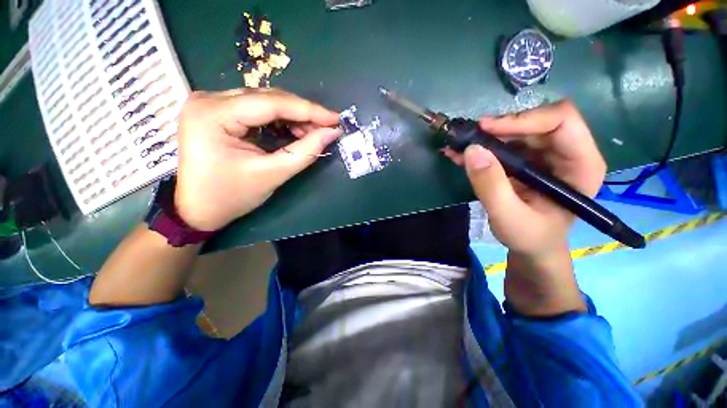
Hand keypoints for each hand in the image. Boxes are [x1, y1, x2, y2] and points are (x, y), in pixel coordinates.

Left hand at [174, 88, 340, 230]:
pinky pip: (257, 109)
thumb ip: (305, 152)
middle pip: (268, 98)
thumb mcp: (272, 174)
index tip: (335, 119)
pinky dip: (279, 120)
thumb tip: (332, 133)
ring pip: (265, 102)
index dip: (309, 110)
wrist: (199, 209)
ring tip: (311, 134)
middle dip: (302, 114)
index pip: (271, 103)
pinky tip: (293, 132)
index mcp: (213, 115)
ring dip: (292, 117)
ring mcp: (210, 103)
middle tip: (326, 129)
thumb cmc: (231, 196)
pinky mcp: (217, 111)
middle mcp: (208, 99)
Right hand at [445, 100, 605, 314]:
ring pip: (516, 131)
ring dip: (485, 138)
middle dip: (499, 129)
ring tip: (457, 147)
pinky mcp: (526, 160)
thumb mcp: (508, 216)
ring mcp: (545, 156)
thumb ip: (491, 186)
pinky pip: (503, 144)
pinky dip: (480, 147)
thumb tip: (472, 150)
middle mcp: (567, 153)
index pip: (561, 121)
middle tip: (468, 138)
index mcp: (581, 165)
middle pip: (536, 122)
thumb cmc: (529, 236)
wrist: (530, 246)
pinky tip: (460, 155)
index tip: (486, 129)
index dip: (523, 119)